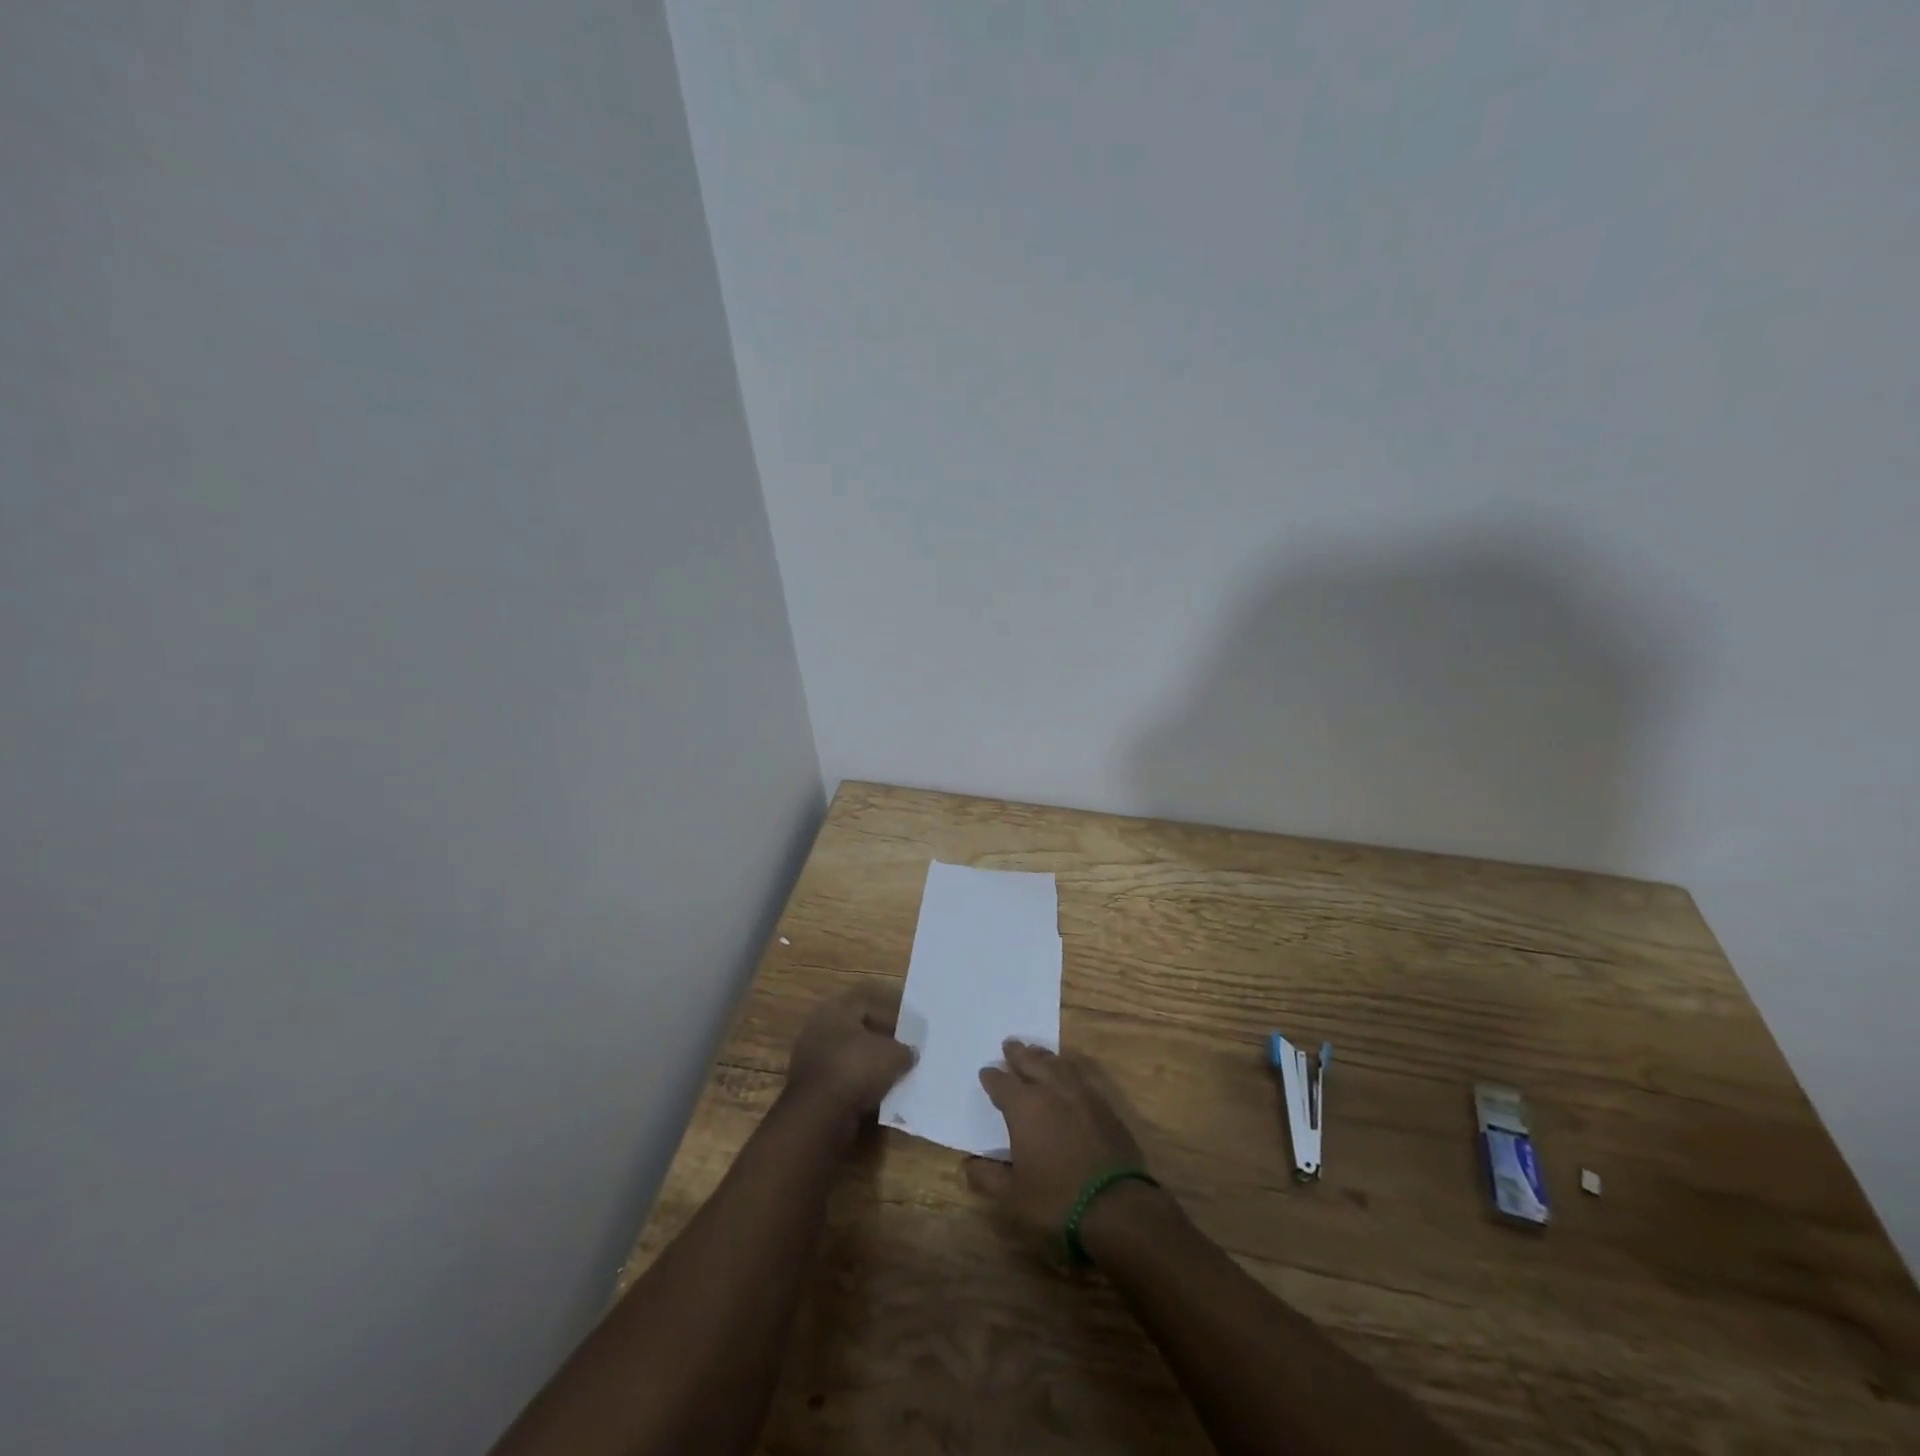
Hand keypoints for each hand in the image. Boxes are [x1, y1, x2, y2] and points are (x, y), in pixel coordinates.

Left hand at [783, 986, 915, 1138]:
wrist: (819, 1116)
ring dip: (868, 1068)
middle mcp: (818, 1028)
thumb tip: (910, 1053)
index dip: (892, 1018)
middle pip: (857, 1032)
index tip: (908, 1034)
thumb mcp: (894, 1056)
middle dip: (879, 1044)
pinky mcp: (809, 1088)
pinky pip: (840, 1081)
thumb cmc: (856, 1069)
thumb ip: (905, 1050)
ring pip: (848, 1058)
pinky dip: (856, 1087)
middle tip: (901, 1055)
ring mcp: (810, 1059)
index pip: (869, 1005)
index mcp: (836, 1009)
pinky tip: (874, 1097)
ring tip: (891, 1078)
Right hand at [964, 1040, 1146, 1237]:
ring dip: (1043, 1056)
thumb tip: (967, 1164)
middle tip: (1010, 1044)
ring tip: (1036, 1052)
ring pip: (1057, 1064)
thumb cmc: (1056, 1199)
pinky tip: (1068, 1074)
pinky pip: (1080, 1076)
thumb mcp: (1013, 1197)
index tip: (986, 1072)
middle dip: (1018, 1053)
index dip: (991, 1077)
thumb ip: (987, 1178)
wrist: (1116, 1205)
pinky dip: (1068, 1069)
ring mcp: (1080, 1094)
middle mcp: (1050, 1090)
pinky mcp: (1103, 1105)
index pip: (1001, 1083)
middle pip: (1031, 1062)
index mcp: (1024, 1107)